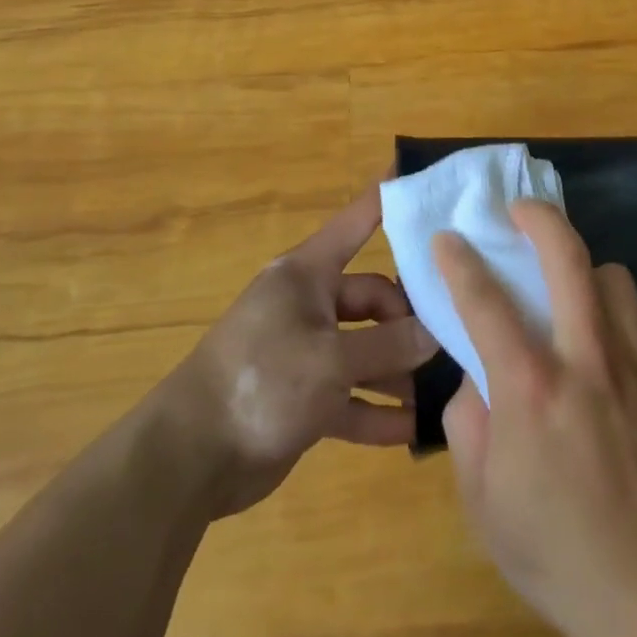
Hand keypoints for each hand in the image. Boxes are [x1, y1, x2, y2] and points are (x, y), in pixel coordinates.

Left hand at [172, 186, 437, 518]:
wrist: (187, 459)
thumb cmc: (260, 383)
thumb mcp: (331, 361)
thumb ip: (387, 346)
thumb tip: (435, 333)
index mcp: (308, 275)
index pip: (357, 222)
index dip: (388, 200)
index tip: (422, 177)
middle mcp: (308, 304)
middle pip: (372, 297)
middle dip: (407, 320)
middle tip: (449, 341)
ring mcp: (304, 351)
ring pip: (364, 349)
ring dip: (398, 371)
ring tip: (443, 390)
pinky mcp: (302, 397)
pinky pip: (349, 396)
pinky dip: (376, 410)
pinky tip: (413, 428)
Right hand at [435, 200, 636, 636]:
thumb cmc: (557, 549)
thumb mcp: (483, 500)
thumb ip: (467, 423)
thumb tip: (477, 374)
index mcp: (530, 388)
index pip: (484, 300)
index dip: (459, 261)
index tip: (447, 238)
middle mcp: (585, 357)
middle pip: (566, 255)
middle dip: (538, 217)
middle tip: (520, 211)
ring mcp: (635, 362)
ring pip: (613, 275)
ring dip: (585, 271)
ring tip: (572, 292)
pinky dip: (618, 314)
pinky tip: (609, 341)